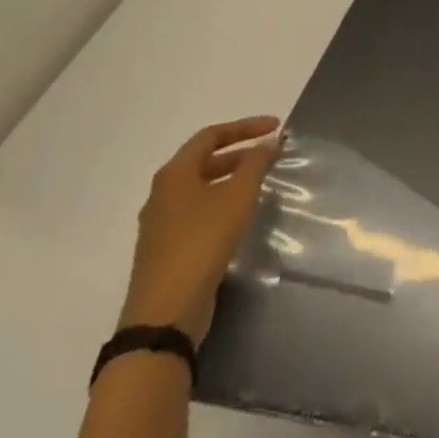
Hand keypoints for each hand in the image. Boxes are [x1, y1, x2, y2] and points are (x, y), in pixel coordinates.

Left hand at [119, 117, 281, 343]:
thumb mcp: (238, 195)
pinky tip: (241, 213)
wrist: (166, 311)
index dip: (246, 126)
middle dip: (240, 152)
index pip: (211, 135)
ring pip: (202, 186)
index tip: (277, 127)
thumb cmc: (203, 241)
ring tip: (262, 181)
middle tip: (272, 154)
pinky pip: (198, 210)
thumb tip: (269, 142)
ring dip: (232, 177)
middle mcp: (162, 194)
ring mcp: (161, 223)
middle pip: (204, 160)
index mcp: (174, 174)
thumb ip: (256, 163)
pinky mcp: (167, 247)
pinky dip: (222, 200)